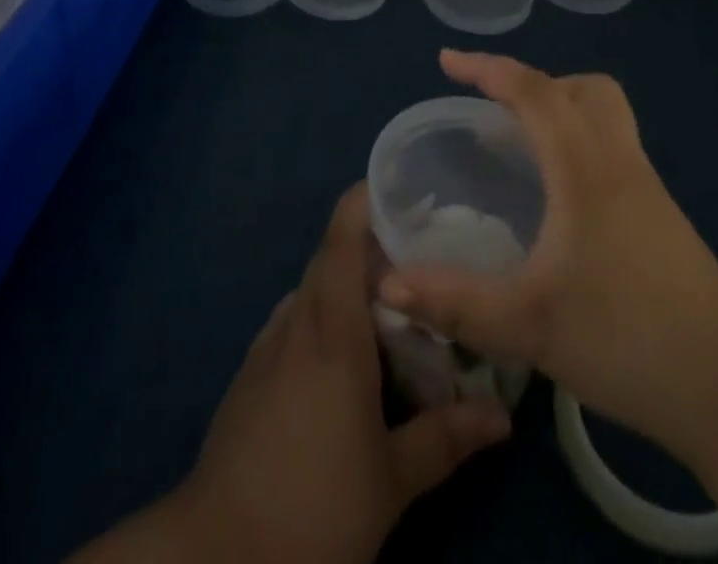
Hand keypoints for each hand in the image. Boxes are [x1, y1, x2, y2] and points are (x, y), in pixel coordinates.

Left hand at [179, 183, 510, 563]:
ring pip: (313, 288)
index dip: (368, 200)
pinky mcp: (250, 372)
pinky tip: (346, 353)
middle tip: (422, 253)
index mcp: (332, 328)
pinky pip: (294, 320)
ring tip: (392, 302)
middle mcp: (297, 320)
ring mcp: (267, 344)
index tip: (408, 190)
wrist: (214, 555)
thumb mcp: (390, 482)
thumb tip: (503, 416)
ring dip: (347, 283)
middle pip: (331, 255)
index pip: (343, 235)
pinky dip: (324, 316)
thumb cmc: (312, 506)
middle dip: (373, 245)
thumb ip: (446, 438)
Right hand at [377, 51, 717, 463]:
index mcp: (584, 164)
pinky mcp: (659, 213)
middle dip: (531, 85)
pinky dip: (578, 143)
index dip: (486, 67)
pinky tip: (558, 201)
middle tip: (493, 114)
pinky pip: (611, 146)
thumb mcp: (527, 324)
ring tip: (521, 149)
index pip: (532, 90)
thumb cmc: (626, 336)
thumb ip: (453, 302)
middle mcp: (616, 158)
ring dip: (560, 110)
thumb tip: (386, 284)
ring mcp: (645, 184)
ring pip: (603, 114)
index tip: (446, 61)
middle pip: (580, 88)